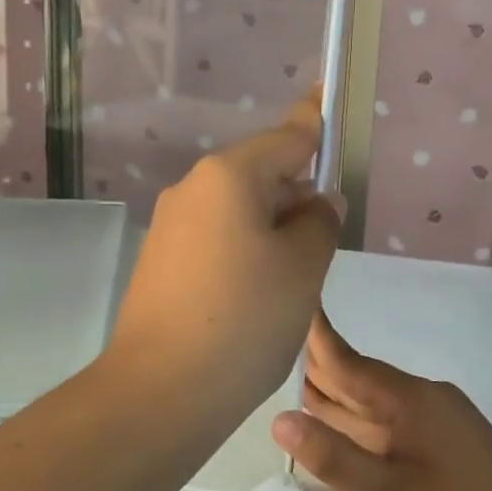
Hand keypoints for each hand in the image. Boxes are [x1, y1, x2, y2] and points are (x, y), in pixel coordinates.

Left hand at [106, 94, 341, 425]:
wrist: (160, 392)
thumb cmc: (245, 319)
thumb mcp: (303, 268)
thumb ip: (320, 222)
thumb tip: (317, 201)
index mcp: (229, 177)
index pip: (287, 136)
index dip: (316, 121)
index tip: (331, 99)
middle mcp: (193, 190)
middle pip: (261, 174)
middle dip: (298, 195)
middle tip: (329, 238)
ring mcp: (171, 228)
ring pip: (239, 211)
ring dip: (273, 229)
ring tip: (297, 279)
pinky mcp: (161, 263)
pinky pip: (216, 240)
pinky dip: (246, 252)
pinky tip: (259, 296)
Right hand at [271, 312, 491, 490]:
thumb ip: (334, 458)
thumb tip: (278, 419)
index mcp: (412, 400)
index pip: (349, 361)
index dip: (315, 338)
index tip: (286, 305)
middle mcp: (426, 400)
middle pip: (360, 381)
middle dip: (317, 371)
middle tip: (269, 353)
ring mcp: (440, 424)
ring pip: (375, 406)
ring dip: (336, 401)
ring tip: (289, 387)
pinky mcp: (447, 448)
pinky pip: (391, 426)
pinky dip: (358, 426)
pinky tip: (337, 433)